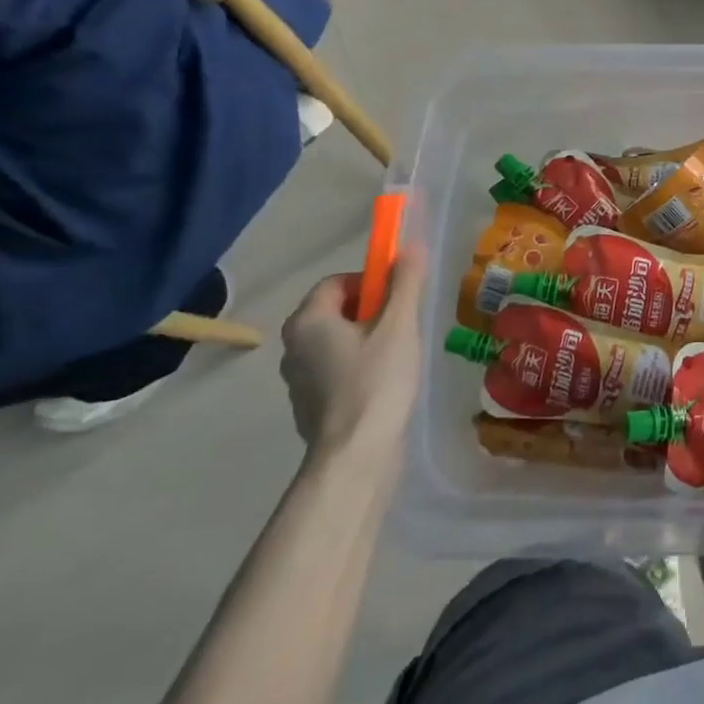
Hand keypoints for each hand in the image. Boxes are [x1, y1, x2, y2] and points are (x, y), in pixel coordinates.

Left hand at [279, 246, 425, 459]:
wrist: (356, 456)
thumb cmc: (376, 381)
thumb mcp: (398, 325)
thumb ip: (405, 283)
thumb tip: (410, 247)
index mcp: (307, 322)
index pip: (337, 282)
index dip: (371, 282)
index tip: (399, 298)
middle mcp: (293, 347)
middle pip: (336, 311)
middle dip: (372, 312)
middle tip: (403, 327)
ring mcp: (298, 381)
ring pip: (338, 342)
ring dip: (367, 341)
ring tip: (399, 357)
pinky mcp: (311, 407)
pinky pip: (337, 371)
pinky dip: (359, 369)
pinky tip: (385, 385)